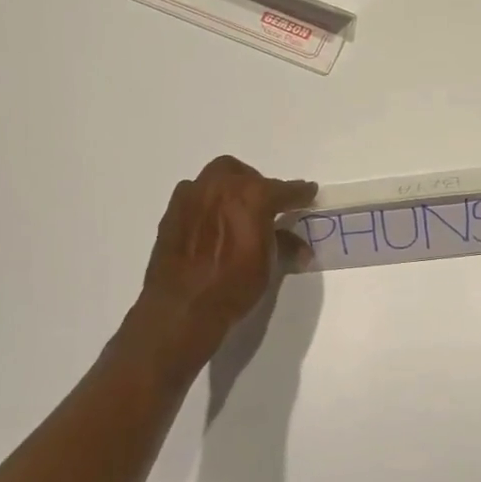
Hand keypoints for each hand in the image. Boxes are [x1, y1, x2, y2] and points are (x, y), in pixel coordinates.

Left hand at [137, 157, 316, 355]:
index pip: (284, 189)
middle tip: (264, 206)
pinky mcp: (172, 212)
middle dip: (257, 184)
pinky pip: (194, 197)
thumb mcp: (267, 266)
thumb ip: (284, 245)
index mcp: (252, 195)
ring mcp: (192, 196)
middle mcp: (221, 186)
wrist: (182, 307)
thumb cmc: (233, 286)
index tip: (308, 193)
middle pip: (244, 174)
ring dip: (229, 190)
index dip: (300, 193)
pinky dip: (207, 204)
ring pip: (214, 179)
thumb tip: (301, 248)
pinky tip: (210, 225)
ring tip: (234, 213)